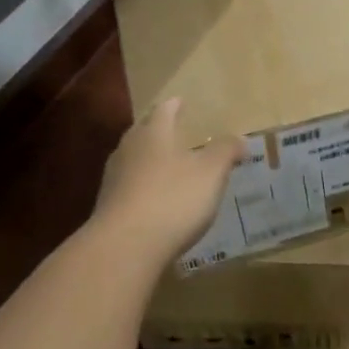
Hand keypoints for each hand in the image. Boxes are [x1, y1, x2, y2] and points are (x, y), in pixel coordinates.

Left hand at [93, 99, 245, 264]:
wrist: (125, 246)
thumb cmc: (173, 198)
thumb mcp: (211, 172)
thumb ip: (226, 151)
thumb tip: (240, 139)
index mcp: (153, 133)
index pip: (163, 110)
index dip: (174, 106)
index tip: (181, 101)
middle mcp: (129, 149)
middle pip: (143, 132)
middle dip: (158, 130)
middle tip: (174, 131)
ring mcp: (114, 179)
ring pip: (133, 160)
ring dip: (149, 160)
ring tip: (167, 166)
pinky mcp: (108, 208)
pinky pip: (129, 188)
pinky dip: (143, 188)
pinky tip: (155, 201)